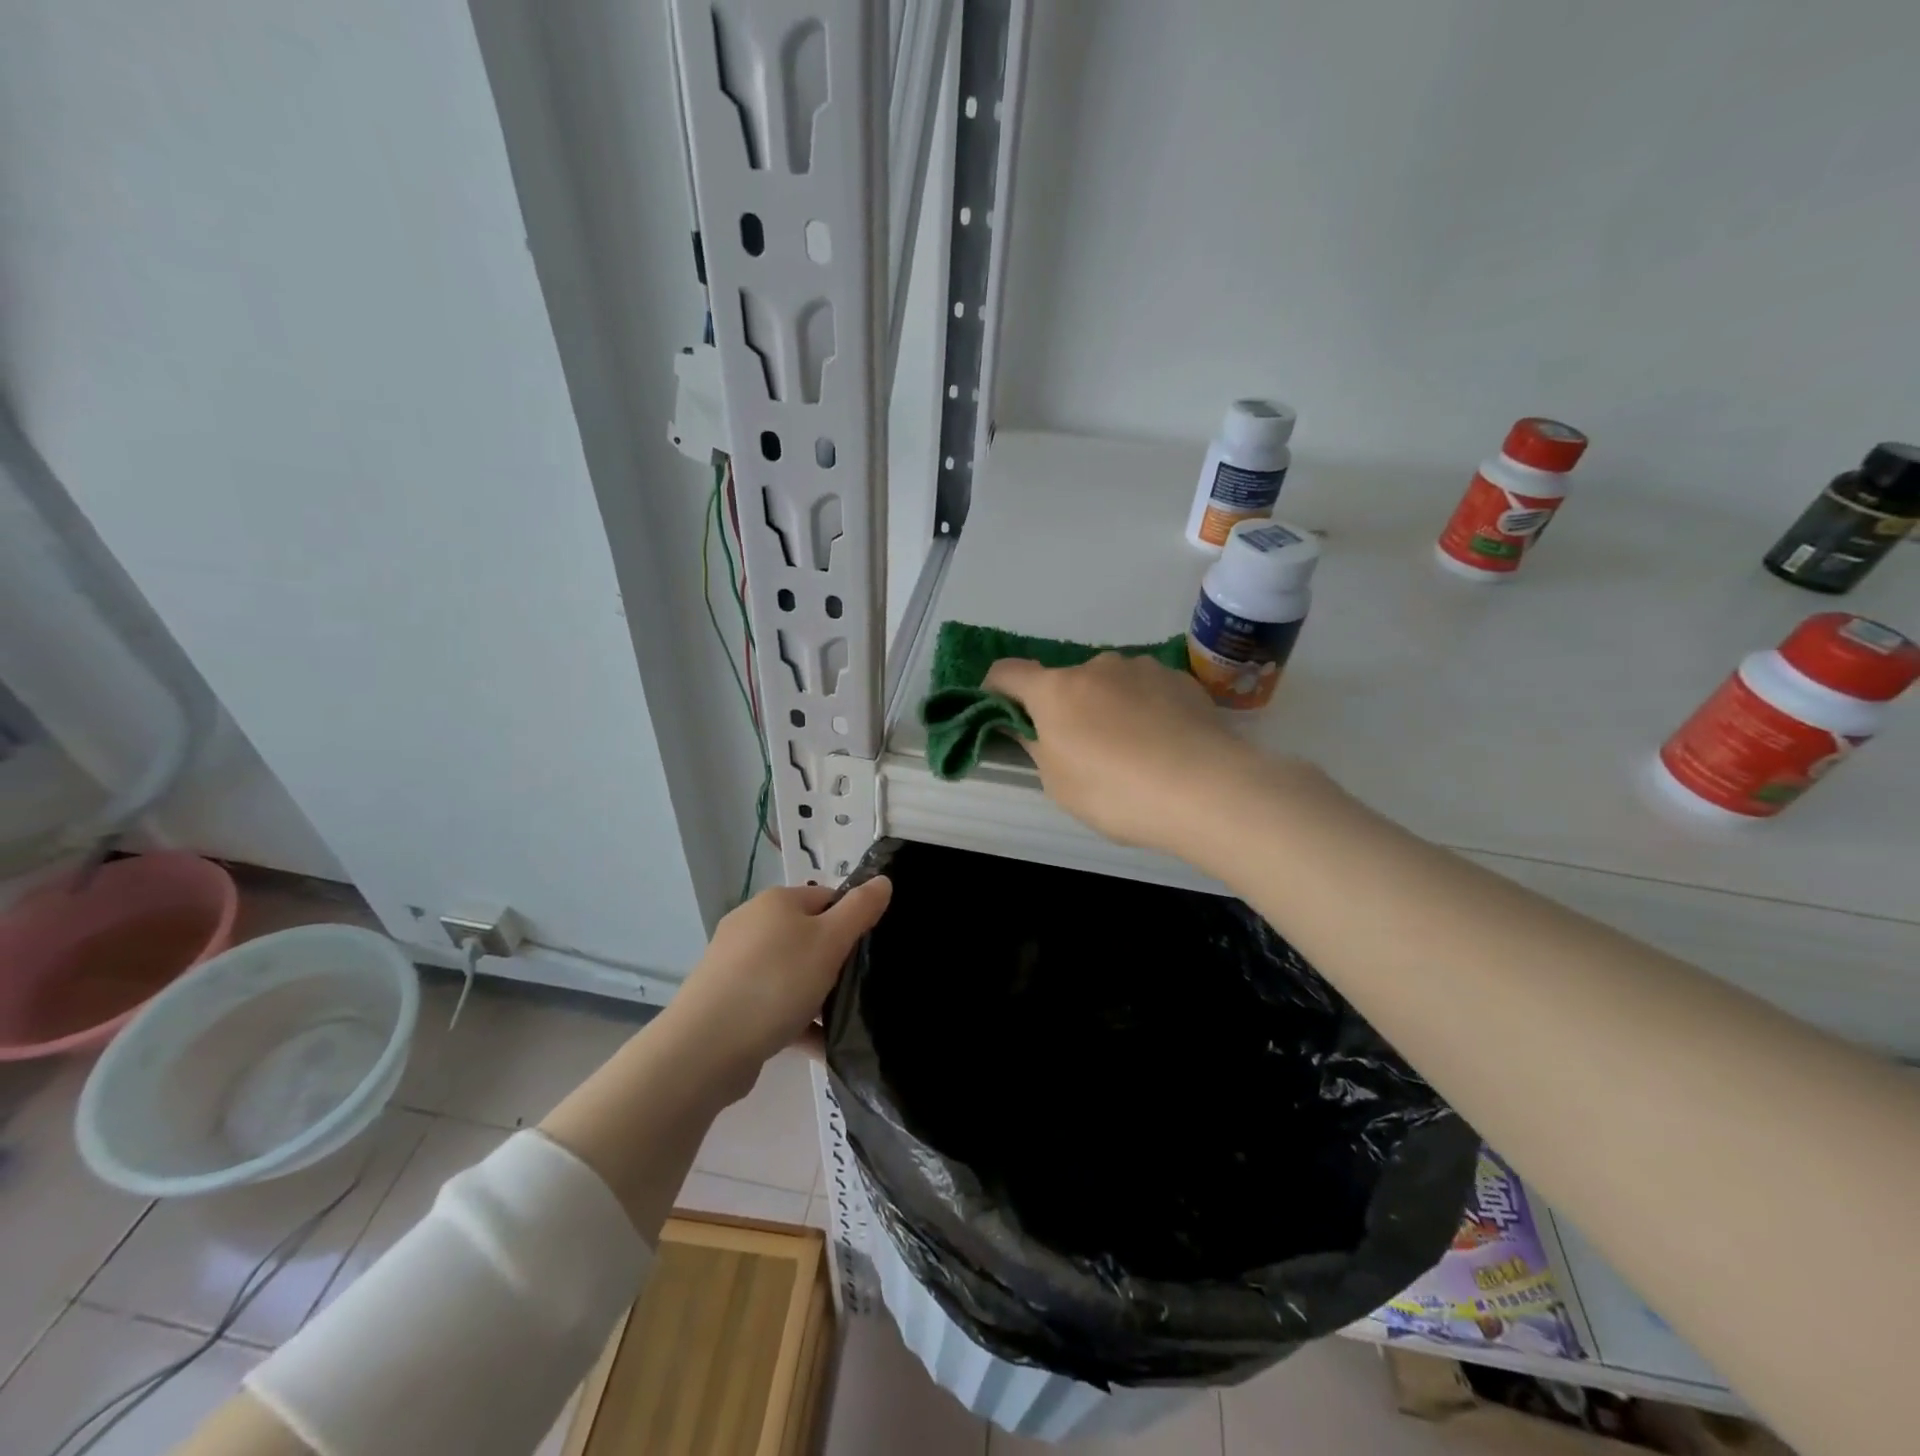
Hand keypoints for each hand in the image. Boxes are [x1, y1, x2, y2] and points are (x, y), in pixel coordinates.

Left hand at [670, 878, 892, 1098]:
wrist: (706, 1047)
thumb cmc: (776, 983)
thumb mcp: (829, 941)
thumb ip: (860, 909)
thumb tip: (882, 880)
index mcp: (776, 902)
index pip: (827, 898)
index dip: (853, 920)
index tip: (870, 951)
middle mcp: (752, 925)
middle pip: (809, 936)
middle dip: (835, 962)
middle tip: (858, 988)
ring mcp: (736, 965)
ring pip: (791, 974)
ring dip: (817, 996)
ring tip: (843, 1021)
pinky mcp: (727, 1002)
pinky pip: (774, 1005)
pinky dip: (797, 1021)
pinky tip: (821, 1046)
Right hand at [984, 653, 1274, 853]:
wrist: (1207, 789)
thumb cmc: (1116, 792)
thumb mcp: (1059, 783)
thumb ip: (1037, 747)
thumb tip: (1029, 728)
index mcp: (1056, 690)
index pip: (1008, 673)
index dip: (995, 689)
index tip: (1000, 711)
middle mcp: (1097, 666)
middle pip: (1065, 682)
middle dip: (1064, 708)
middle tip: (1081, 750)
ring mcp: (1143, 669)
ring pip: (1110, 684)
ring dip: (1107, 707)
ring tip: (1132, 751)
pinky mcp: (1182, 680)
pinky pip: (1148, 691)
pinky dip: (1145, 710)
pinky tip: (1164, 745)